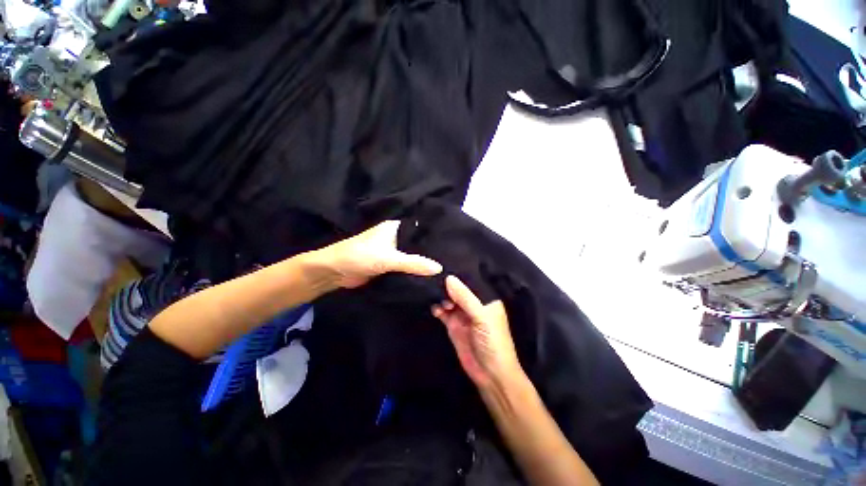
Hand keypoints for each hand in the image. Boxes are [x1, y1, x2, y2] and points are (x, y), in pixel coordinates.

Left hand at [314, 220, 441, 289]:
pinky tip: (428, 278)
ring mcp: (392, 252)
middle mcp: (395, 237)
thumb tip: (439, 268)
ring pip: (411, 257)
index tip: (452, 243)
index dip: (434, 236)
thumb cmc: (360, 256)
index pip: (419, 229)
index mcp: (395, 228)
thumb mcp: (388, 258)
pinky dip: (413, 272)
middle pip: (416, 245)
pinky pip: (405, 268)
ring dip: (422, 264)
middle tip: (452, 260)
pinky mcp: (388, 266)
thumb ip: (413, 263)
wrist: (334, 272)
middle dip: (430, 252)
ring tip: (445, 269)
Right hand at [432, 276, 523, 388]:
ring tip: (433, 293)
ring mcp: (462, 314)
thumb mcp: (481, 317)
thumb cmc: (493, 342)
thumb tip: (449, 278)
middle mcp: (474, 303)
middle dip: (447, 284)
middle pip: (458, 289)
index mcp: (486, 298)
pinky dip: (438, 308)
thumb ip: (465, 297)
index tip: (444, 263)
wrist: (490, 375)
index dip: (460, 273)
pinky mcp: (453, 324)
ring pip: (449, 298)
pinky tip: (435, 308)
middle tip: (433, 276)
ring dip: (441, 296)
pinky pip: (443, 312)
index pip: (472, 280)